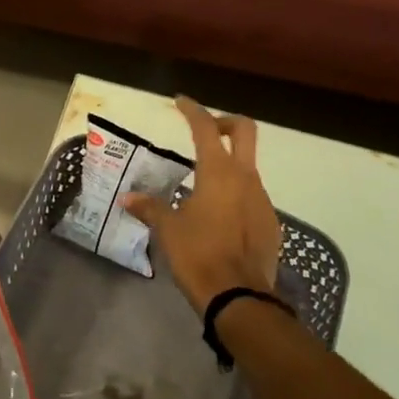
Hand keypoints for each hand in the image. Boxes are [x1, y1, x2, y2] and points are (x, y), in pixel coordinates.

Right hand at [123, 97, 281, 313]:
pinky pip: (252, 195)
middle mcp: (245, 177)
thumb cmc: (198, 255)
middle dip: (225, 123)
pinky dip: (236, 193)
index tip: (180, 101)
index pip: (205, 127)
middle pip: (244, 130)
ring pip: (248, 166)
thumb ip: (150, 208)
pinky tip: (219, 216)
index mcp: (218, 171)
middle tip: (205, 131)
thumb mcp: (168, 230)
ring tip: (203, 185)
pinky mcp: (270, 222)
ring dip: (229, 164)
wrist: (240, 298)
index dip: (192, 110)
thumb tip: (128, 198)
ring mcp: (262, 199)